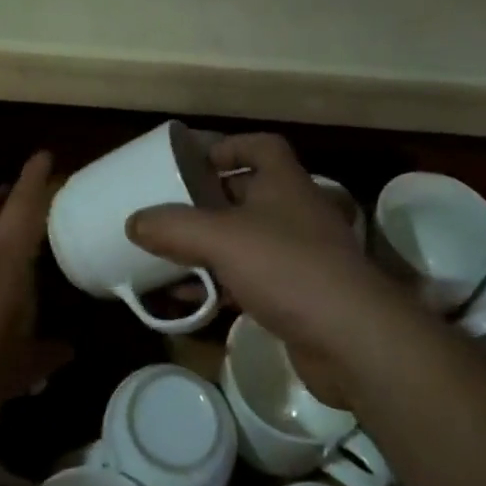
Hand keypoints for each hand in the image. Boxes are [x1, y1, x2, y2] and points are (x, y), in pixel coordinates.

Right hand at [129, 133, 411, 404]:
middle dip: (210, 200)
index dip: (229, 146)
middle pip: (249, 193)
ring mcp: (300, 255)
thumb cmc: (288, 267)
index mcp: (284, 182)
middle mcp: (295, 212)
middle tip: (172, 208)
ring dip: (210, 246)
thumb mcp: (221, 238)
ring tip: (169, 254)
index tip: (194, 160)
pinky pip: (250, 280)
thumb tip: (133, 221)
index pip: (261, 146)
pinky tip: (190, 301)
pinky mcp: (299, 296)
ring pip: (247, 240)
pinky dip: (220, 285)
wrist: (353, 340)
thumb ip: (174, 226)